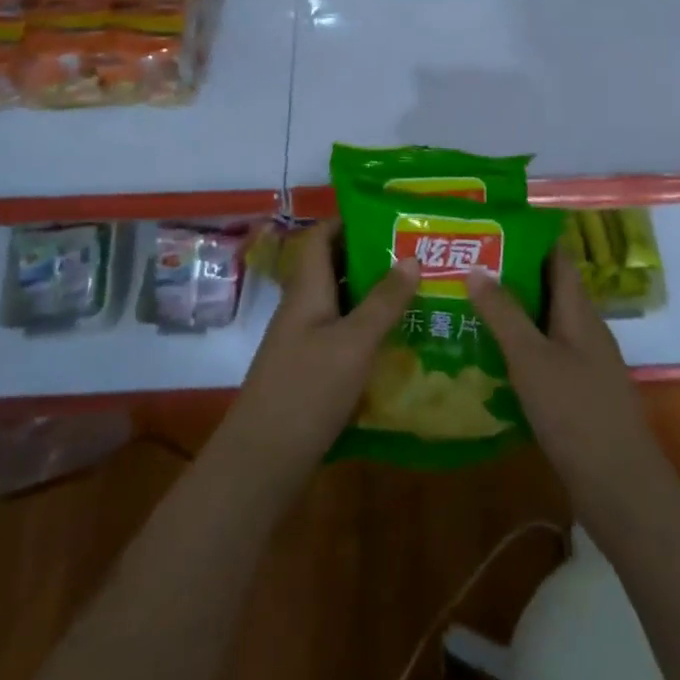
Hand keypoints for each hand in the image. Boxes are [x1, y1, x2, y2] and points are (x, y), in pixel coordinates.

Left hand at [219, 221, 420, 483]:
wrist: (262, 460)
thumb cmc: (308, 390)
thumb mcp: (354, 342)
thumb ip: (384, 301)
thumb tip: (411, 257)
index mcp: (307, 289)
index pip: (321, 237)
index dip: (349, 221)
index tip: (390, 219)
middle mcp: (302, 307)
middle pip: (334, 268)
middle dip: (371, 258)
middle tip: (415, 255)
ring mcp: (304, 340)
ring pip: (340, 303)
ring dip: (372, 295)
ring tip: (417, 291)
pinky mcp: (310, 370)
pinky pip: (341, 334)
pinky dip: (367, 329)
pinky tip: (398, 339)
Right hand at [467, 248, 671, 514]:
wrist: (620, 488)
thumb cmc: (575, 412)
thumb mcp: (531, 358)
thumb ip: (504, 313)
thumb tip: (477, 267)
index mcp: (579, 311)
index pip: (557, 257)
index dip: (528, 238)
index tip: (490, 229)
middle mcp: (585, 330)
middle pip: (548, 289)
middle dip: (511, 276)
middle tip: (465, 268)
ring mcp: (585, 364)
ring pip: (545, 325)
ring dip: (512, 315)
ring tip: (466, 308)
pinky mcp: (579, 395)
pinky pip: (545, 357)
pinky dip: (519, 350)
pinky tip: (489, 360)